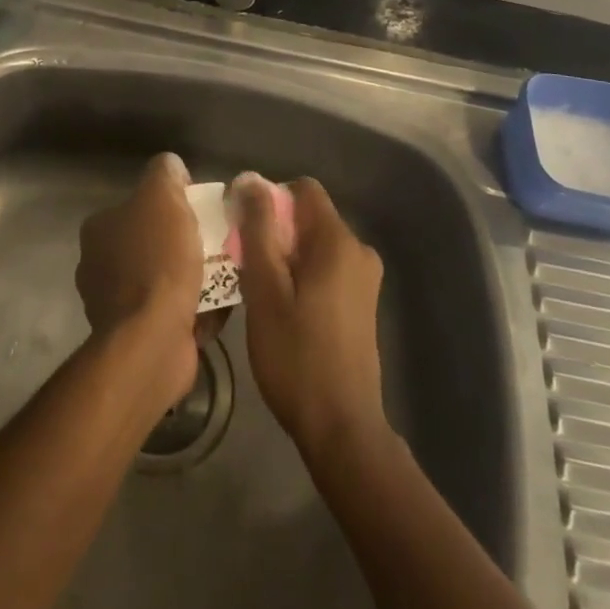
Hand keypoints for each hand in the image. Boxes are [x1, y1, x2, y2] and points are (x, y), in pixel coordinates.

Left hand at [76, 153, 203, 402]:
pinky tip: (220, 304)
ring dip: (195, 276)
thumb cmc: (157, 260)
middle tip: (219, 242)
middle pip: (155, 241)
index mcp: (99, 229)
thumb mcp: (162, 195)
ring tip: (227, 273)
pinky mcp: (138, 337)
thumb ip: (165, 172)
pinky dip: (196, 307)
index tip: (201, 212)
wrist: (153, 339)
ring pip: (166, 277)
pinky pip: (174, 311)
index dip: (172, 203)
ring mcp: (117, 304)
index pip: (140, 204)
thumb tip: (172, 169)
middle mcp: (100, 264)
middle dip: (186, 242)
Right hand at [235, 173, 387, 458]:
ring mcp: (365, 278)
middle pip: (309, 217)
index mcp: (338, 240)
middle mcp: (359, 249)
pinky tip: (283, 311)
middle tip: (245, 266)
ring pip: (315, 245)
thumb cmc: (296, 357)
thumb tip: (251, 180)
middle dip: (275, 232)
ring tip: (260, 292)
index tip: (244, 230)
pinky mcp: (363, 303)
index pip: (302, 189)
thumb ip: (258, 230)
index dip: (270, 199)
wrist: (341, 429)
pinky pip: (327, 268)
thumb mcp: (264, 289)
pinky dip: (302, 276)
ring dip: (285, 257)